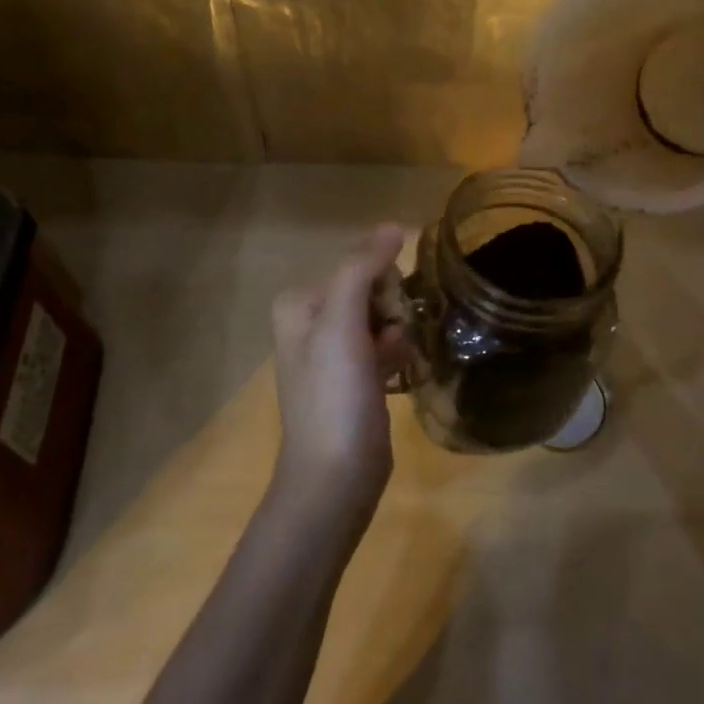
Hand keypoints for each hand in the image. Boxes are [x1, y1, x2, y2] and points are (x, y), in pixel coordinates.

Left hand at [269, 226, 410, 522]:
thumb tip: (393, 226)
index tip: (387, 318)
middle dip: (391, 310)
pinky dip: (398, 353)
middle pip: (371, 290)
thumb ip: (361, 269)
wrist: (336, 477)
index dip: (383, 286)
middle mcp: (312, 322)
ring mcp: (333, 353)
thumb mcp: (341, 324)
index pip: (358, 266)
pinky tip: (403, 371)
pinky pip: (385, 345)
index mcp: (300, 303)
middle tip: (389, 343)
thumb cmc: (334, 395)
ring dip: (398, 331)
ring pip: (382, 317)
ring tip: (398, 360)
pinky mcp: (354, 379)